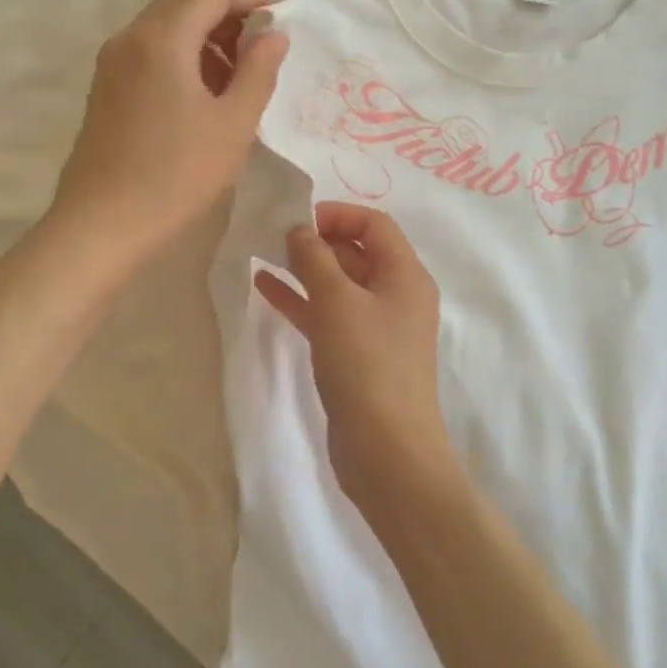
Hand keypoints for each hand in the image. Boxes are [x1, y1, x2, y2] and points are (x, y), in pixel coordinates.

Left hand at [49, 0, 288, 276]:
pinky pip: (150, 52)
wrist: (101, 225)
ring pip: (166, 28)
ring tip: (240, 74)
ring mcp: (111, 63)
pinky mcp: (105, 88)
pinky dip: (183, 56)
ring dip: (206, 36)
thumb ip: (258, 71)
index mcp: (162, 39)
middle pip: (185, 3)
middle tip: (265, 43)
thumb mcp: (233, 125)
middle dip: (229, 14)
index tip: (285, 12)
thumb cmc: (176, 176)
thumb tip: (274, 34)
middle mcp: (130, 38)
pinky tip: (205, 94)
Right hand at [254, 203, 458, 514]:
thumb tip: (300, 230)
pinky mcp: (356, 355)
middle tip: (272, 237)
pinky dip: (300, 300)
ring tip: (262, 254)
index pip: (374, 224)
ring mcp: (376, 328)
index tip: (296, 220)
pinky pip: (327, 315)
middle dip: (316, 240)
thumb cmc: (367, 365)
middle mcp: (395, 296)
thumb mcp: (337, 302)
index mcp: (405, 275)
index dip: (336, 214)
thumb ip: (315, 258)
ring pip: (337, 285)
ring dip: (303, 269)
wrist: (386, 453)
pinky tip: (264, 288)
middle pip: (356, 252)